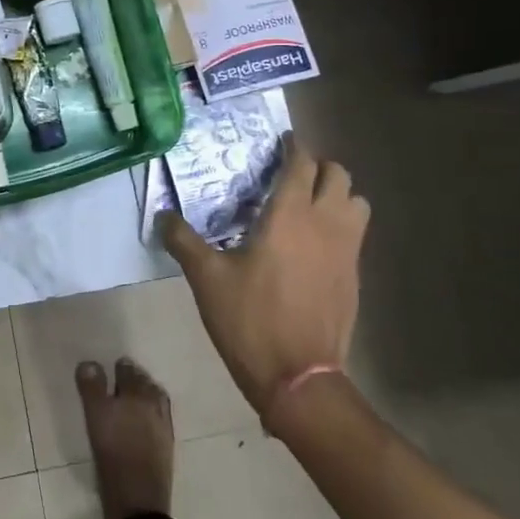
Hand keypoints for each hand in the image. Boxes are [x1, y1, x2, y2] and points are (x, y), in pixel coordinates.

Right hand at [162, 134, 369, 427]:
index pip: (302, 164)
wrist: (299, 376)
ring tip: (309, 205)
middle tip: (292, 174)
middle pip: (339, 176)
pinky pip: (355, 235)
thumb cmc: (250, 319)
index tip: (283, 142)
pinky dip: (340, 226)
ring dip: (338, 195)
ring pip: (357, 204)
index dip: (294, 147)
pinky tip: (314, 245)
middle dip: (319, 167)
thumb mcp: (206, 278)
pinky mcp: (354, 277)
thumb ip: (183, 241)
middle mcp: (326, 224)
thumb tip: (162, 217)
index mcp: (290, 215)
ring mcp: (347, 251)